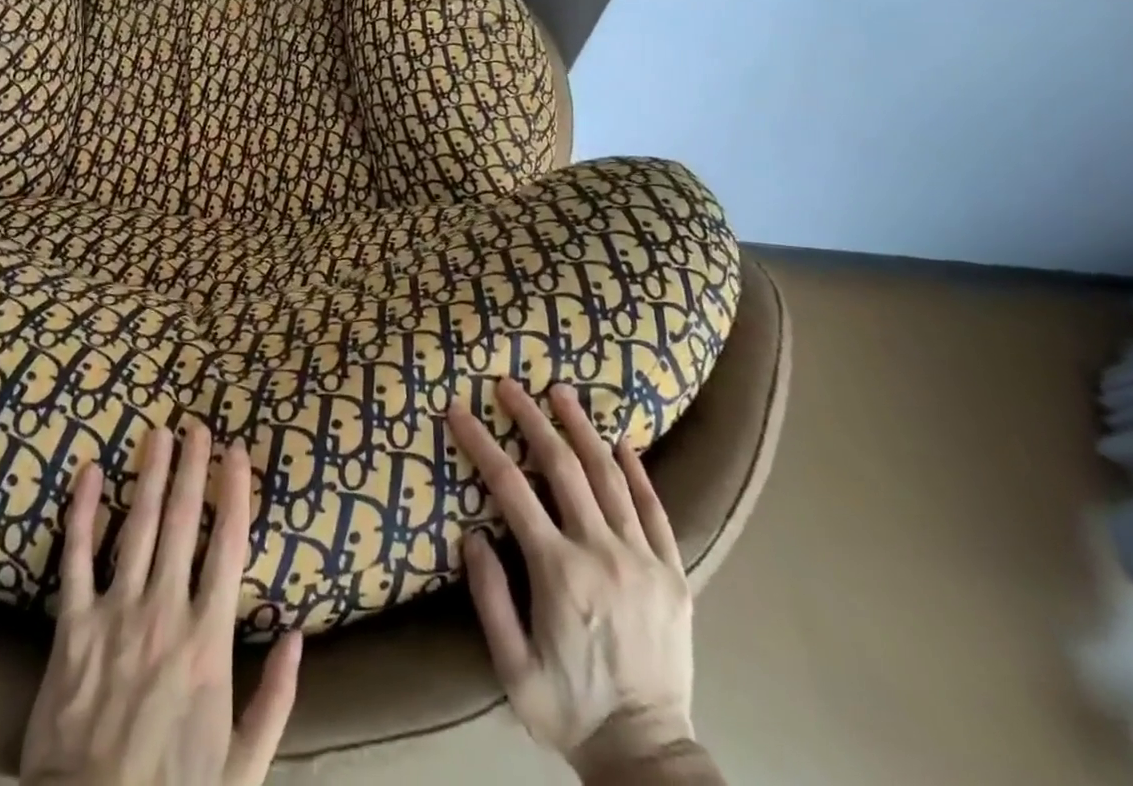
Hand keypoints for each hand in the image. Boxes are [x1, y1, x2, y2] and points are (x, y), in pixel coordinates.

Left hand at [20, 422, 302, 785]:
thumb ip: (276, 700)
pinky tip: (87, 472)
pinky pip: (75, 558)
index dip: (235, 491)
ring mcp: (115, 613)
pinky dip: (80, 512)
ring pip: (135, 526)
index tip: (238, 451)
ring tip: (157, 434)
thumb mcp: (243, 767)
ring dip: (148, 474)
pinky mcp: (71, 626)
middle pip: (182, 521)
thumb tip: (297, 636)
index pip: (228, 545)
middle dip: (192, 467)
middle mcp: (164, 610)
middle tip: (196, 426)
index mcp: (207, 639)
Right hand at [447, 380, 695, 778]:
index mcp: (559, 572)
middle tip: (510, 384)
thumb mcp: (512, 667)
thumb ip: (489, 596)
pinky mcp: (673, 574)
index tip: (459, 411)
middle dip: (532, 418)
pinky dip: (638, 471)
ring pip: (610, 476)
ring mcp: (643, 560)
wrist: (648, 758)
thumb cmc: (569, 710)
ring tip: (562, 392)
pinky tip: (623, 441)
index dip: (481, 443)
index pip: (511, 488)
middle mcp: (602, 553)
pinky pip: (656, 509)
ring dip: (582, 428)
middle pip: (563, 466)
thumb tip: (473, 533)